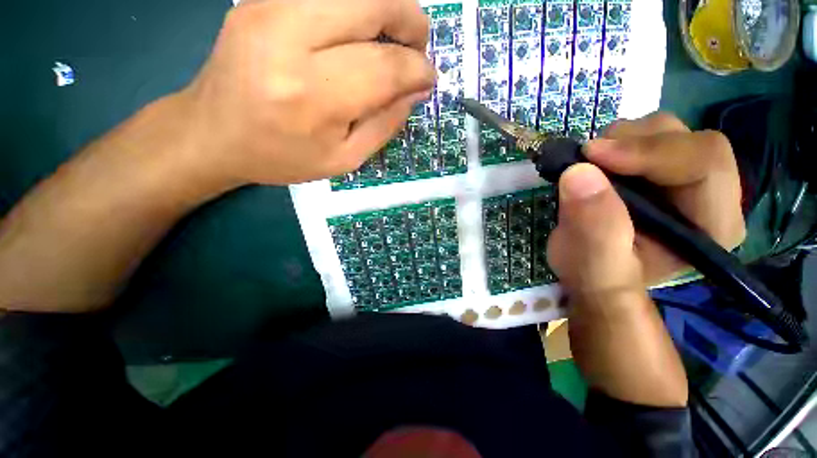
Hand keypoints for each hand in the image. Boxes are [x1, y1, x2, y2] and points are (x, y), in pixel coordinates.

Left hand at [175, 0, 435, 186]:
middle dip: (410, 20)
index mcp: (314, 96)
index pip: (385, 67)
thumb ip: (385, 125)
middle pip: (373, 2)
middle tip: (417, 46)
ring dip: (386, 5)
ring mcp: (269, 6)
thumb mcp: (344, 159)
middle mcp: (290, 38)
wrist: (213, 133)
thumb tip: (416, 91)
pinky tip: (360, 28)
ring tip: (393, 35)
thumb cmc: (282, 156)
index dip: (418, 69)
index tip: (429, 78)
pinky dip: (355, 5)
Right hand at [548, 113, 745, 299]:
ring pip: (664, 130)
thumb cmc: (597, 276)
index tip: (592, 158)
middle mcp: (709, 193)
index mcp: (712, 224)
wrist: (589, 268)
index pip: (705, 163)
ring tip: (590, 167)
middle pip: (687, 138)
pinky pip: (641, 135)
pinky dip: (612, 142)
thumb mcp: (593, 267)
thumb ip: (593, 231)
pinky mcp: (657, 168)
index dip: (650, 152)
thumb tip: (578, 173)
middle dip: (631, 143)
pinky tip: (596, 166)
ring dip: (619, 141)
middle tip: (587, 160)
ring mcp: (683, 175)